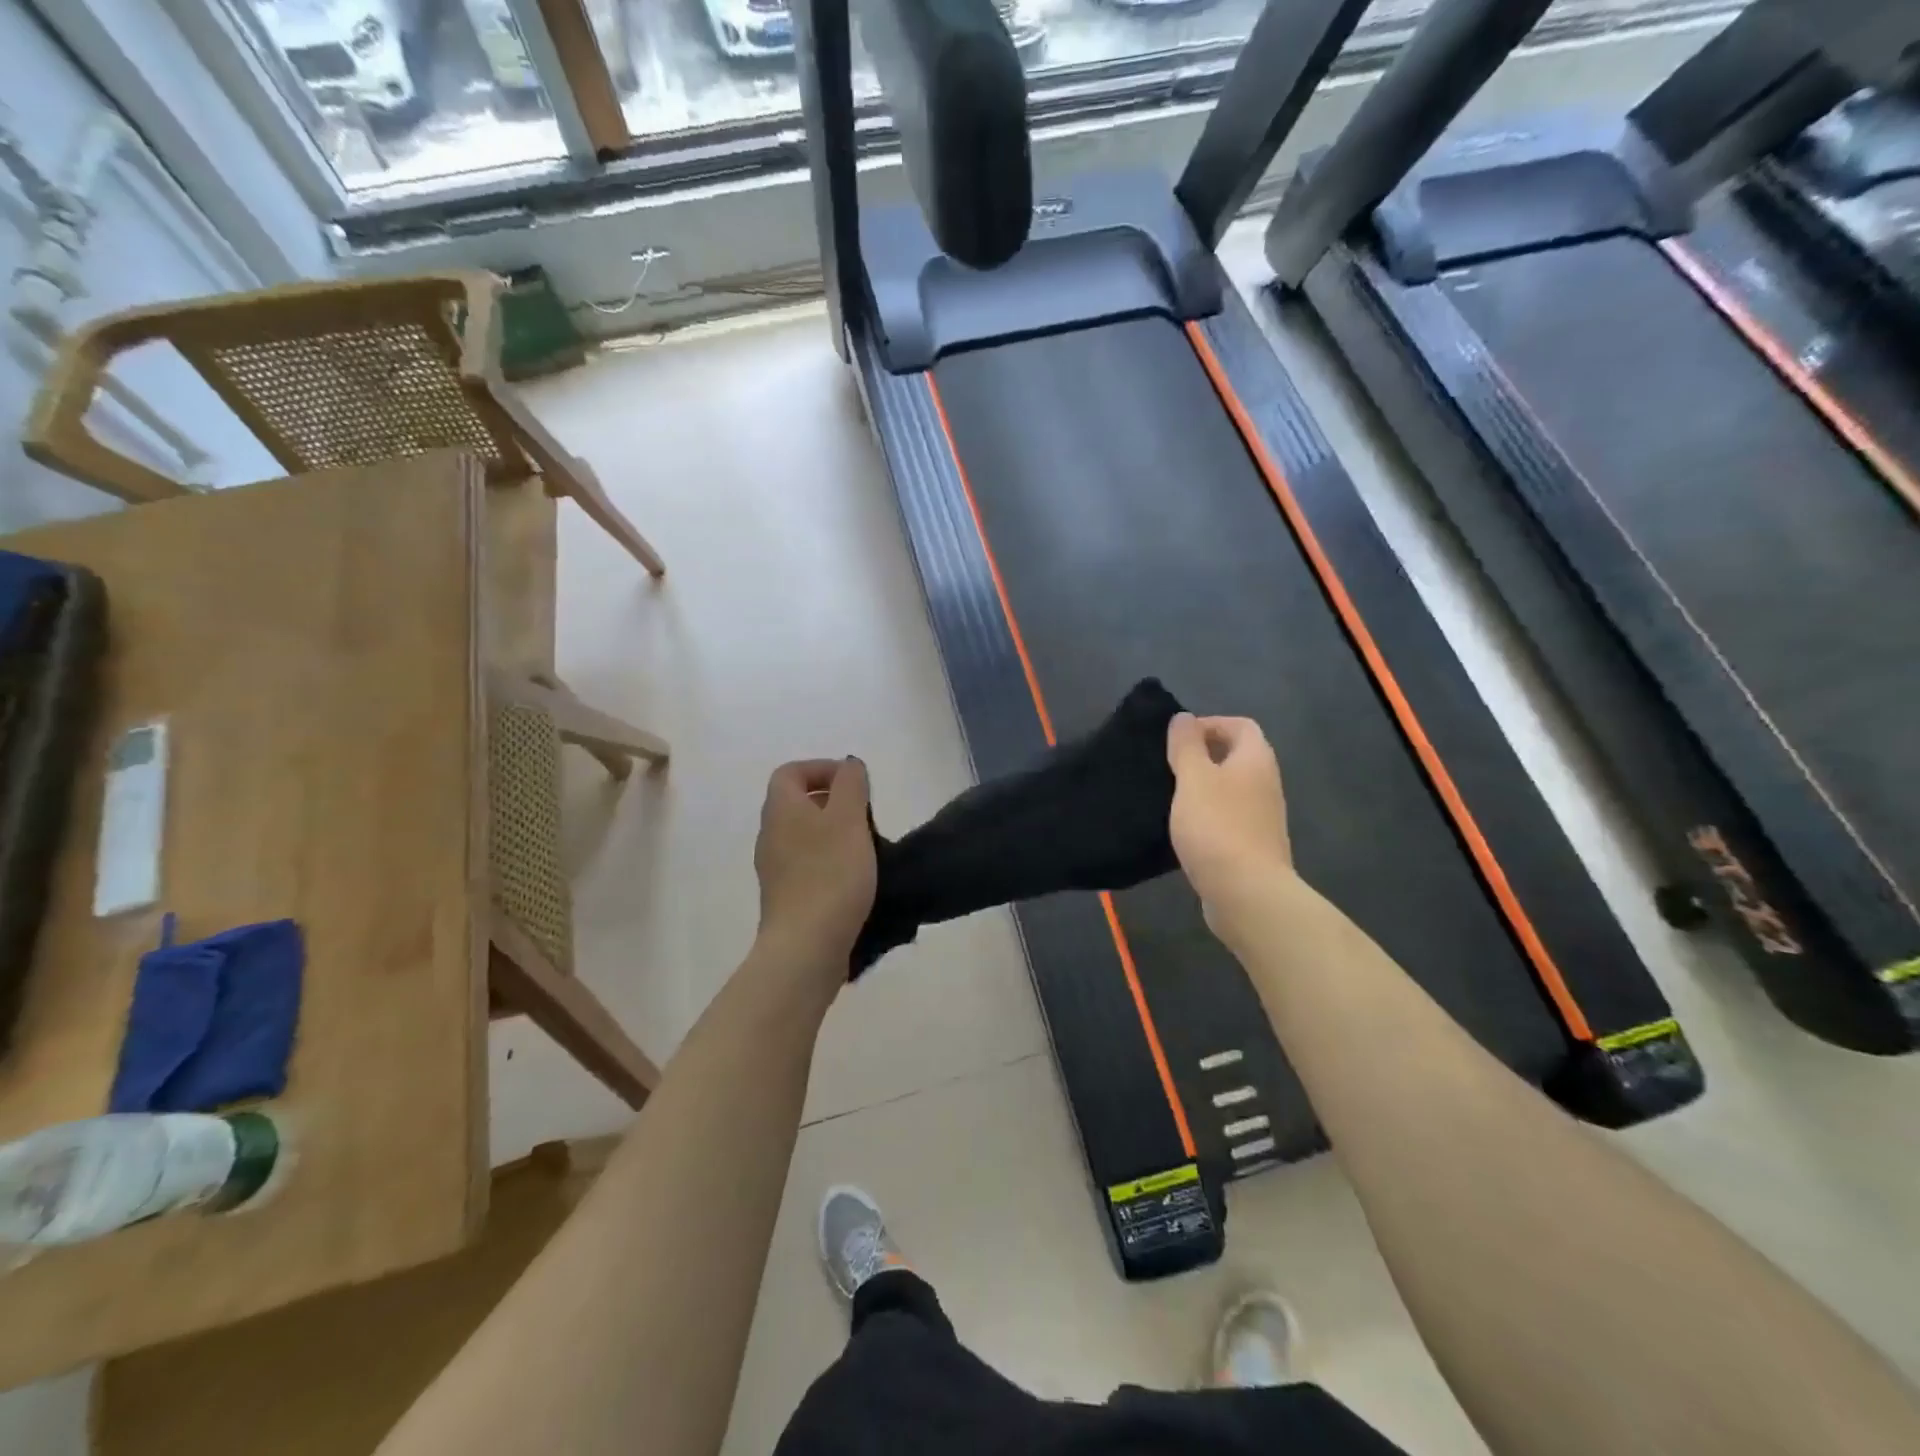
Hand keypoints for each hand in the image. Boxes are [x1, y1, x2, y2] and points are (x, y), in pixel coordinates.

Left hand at [753, 758, 877, 984]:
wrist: (806, 946)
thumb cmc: (831, 874)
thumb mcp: (849, 819)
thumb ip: (851, 784)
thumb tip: (848, 766)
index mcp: (781, 809)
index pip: (791, 772)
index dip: (821, 769)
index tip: (854, 784)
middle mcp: (771, 834)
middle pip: (797, 803)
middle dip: (832, 801)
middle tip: (864, 815)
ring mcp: (775, 868)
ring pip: (803, 834)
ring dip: (833, 832)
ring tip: (865, 846)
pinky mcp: (786, 896)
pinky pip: (806, 863)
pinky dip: (829, 860)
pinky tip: (853, 878)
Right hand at [1167, 713, 1292, 943]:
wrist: (1247, 893)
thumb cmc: (1218, 827)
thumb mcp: (1193, 778)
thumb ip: (1186, 746)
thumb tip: (1184, 718)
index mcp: (1255, 760)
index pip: (1240, 725)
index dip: (1210, 724)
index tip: (1177, 740)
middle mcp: (1266, 784)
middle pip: (1237, 756)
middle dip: (1203, 755)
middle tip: (1169, 766)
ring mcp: (1263, 817)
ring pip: (1232, 788)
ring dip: (1204, 787)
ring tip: (1171, 796)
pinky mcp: (1253, 846)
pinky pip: (1229, 817)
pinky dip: (1208, 815)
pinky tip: (1185, 829)